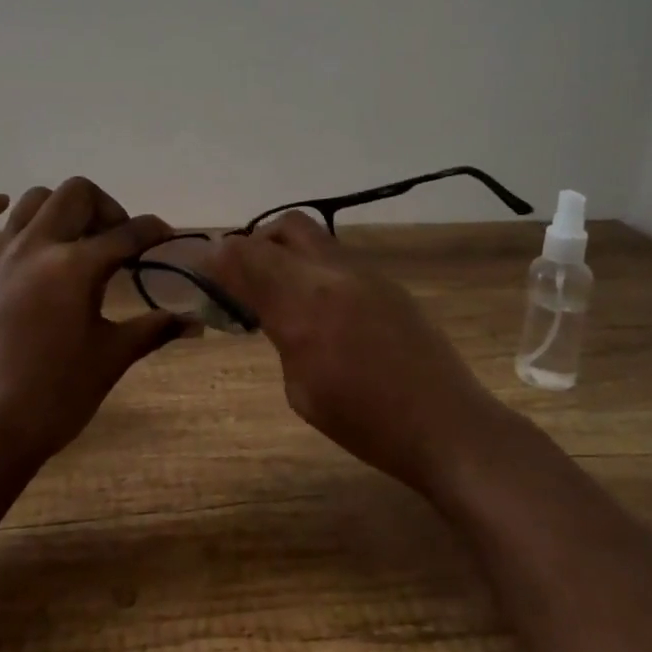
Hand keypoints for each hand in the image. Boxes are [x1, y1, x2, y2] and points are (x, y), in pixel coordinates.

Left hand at [0, 178, 189, 475]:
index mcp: (75, 267)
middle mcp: (35, 248)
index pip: (127, 234)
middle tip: (119, 242)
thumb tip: (195, 322)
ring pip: (29, 202)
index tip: (165, 237)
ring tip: (74, 237)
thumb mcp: (112, 358)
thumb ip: (153, 330)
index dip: (153, 231)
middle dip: (107, 209)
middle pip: (76, 195)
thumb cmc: (57, 397)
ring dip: (59, 209)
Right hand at [211, 213, 502, 493]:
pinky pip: (338, 258)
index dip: (219, 257)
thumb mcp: (300, 389)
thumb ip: (278, 332)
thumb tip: (261, 305)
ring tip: (283, 293)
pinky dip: (315, 268)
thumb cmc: (364, 424)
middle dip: (255, 244)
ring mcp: (366, 274)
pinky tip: (321, 307)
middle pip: (283, 227)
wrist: (446, 425)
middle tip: (245, 278)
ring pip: (314, 237)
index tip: (205, 271)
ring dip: (287, 253)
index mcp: (304, 306)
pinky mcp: (388, 282)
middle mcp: (333, 275)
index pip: (246, 255)